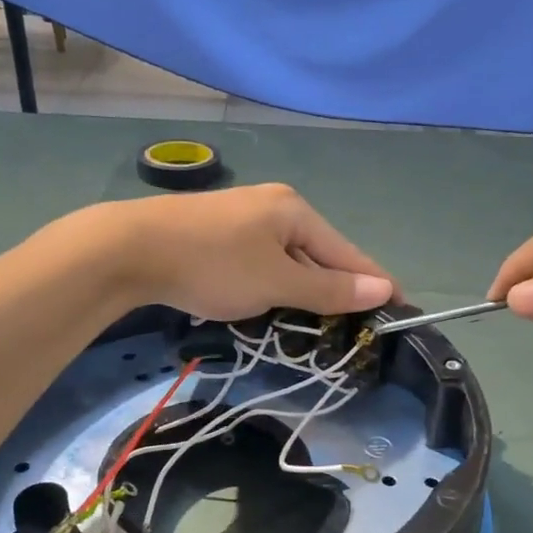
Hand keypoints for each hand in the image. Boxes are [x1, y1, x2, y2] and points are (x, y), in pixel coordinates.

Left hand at [91, 184, 395, 321]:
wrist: (130, 249)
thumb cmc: (213, 264)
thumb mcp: (277, 282)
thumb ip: (329, 288)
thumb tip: (383, 289)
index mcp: (296, 210)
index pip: (348, 252)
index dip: (376, 283)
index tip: (402, 309)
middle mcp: (273, 206)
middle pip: (318, 254)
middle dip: (335, 290)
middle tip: (354, 327)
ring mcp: (242, 217)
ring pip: (287, 260)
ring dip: (301, 290)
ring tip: (315, 324)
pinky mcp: (216, 233)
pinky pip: (261, 262)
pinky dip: (272, 285)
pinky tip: (268, 303)